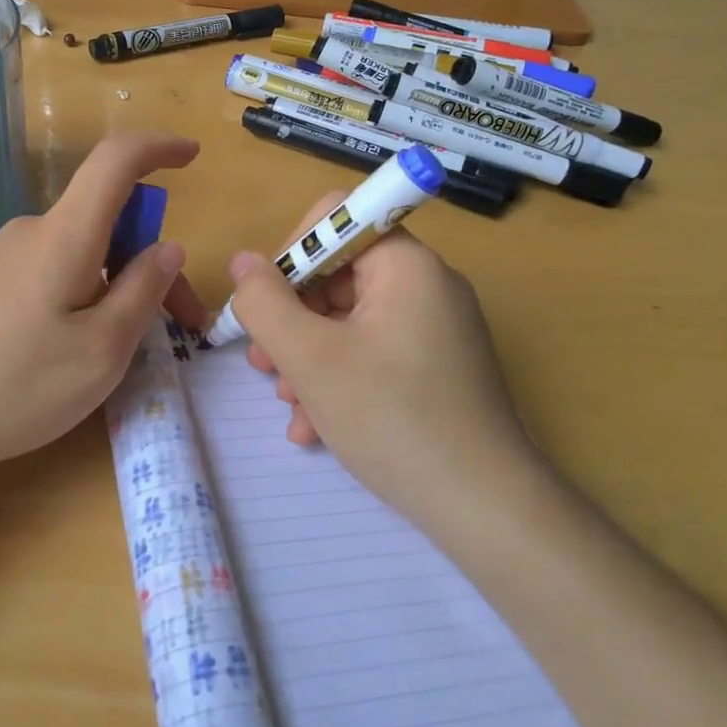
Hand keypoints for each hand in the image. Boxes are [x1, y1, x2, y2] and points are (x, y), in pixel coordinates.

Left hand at [0, 133, 207, 487]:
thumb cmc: (12, 385)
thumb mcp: (100, 351)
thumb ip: (142, 293)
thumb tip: (167, 248)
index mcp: (64, 236)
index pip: (116, 162)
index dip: (158, 148)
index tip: (192, 157)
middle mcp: (29, 233)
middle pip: (105, 225)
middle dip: (149, 265)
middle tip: (179, 327)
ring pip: (76, 257)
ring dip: (112, 289)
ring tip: (118, 353)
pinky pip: (45, 276)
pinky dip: (76, 298)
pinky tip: (63, 353)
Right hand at [227, 191, 545, 524]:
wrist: (484, 507)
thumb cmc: (392, 419)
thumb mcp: (310, 359)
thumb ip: (265, 303)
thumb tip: (243, 262)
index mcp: (406, 264)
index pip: (335, 218)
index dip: (290, 254)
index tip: (269, 307)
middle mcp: (426, 285)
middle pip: (337, 275)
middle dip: (292, 320)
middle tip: (264, 365)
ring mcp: (435, 328)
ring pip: (350, 320)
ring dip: (308, 357)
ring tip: (289, 405)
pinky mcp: (437, 366)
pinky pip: (374, 352)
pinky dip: (339, 378)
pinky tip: (315, 427)